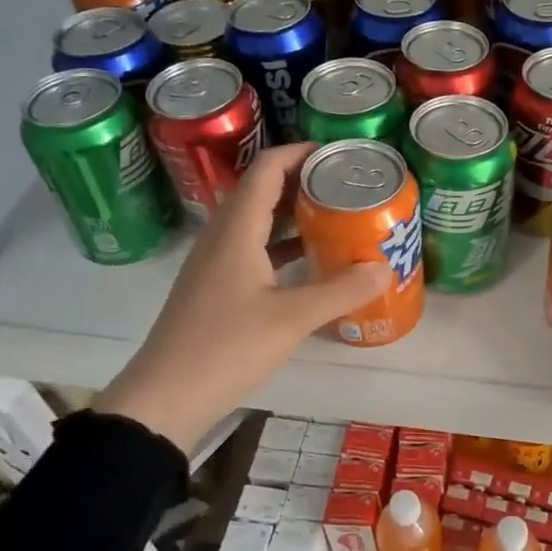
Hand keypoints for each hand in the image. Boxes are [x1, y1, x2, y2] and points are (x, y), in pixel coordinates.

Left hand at [92, 143, 391, 454]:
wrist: (165, 398)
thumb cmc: (225, 348)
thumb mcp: (291, 319)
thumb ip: (341, 291)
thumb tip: (386, 269)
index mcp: (236, 229)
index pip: (267, 169)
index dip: (302, 153)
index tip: (341, 155)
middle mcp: (222, 236)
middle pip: (263, 190)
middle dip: (306, 182)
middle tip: (349, 186)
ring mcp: (216, 263)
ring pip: (259, 222)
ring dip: (295, 214)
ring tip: (339, 216)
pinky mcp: (217, 288)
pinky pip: (254, 249)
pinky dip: (284, 245)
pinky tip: (312, 261)